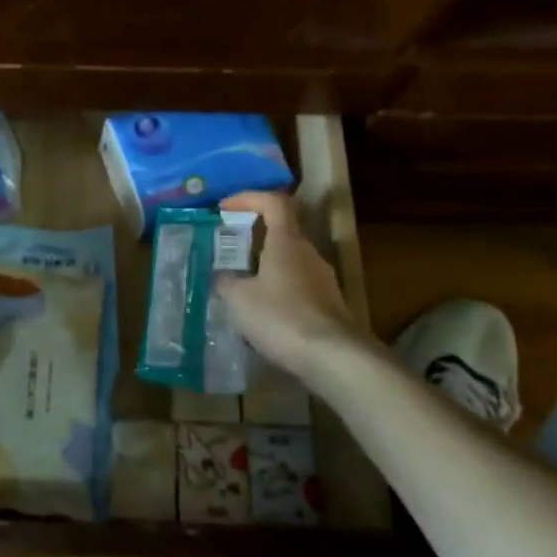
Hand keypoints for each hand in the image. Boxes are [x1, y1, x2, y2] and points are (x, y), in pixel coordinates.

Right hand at [215, 192, 365, 384]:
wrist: (334, 358)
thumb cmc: (282, 317)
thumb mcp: (239, 299)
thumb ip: (226, 282)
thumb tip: (222, 276)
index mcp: (287, 241)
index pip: (273, 202)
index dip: (248, 198)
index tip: (225, 207)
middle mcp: (308, 253)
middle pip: (282, 231)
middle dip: (253, 235)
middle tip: (227, 248)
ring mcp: (322, 279)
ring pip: (289, 261)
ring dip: (264, 265)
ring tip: (238, 284)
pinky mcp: (327, 304)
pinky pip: (296, 286)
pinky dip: (276, 289)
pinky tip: (261, 312)